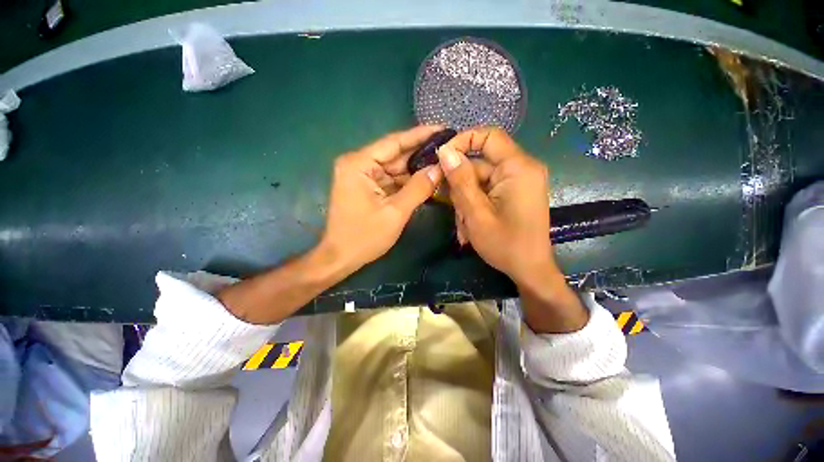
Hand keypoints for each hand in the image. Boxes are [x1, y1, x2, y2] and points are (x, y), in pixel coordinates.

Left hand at [320, 126, 443, 272]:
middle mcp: (359, 164)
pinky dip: (408, 182)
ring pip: (395, 169)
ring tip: (443, 165)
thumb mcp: (395, 213)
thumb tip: (440, 168)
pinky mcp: (367, 187)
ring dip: (416, 170)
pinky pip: (391, 180)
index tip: (443, 129)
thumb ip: (418, 188)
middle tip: (448, 150)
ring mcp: (362, 176)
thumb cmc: (364, 237)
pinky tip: (427, 181)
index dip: (420, 135)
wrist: (340, 257)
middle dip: (421, 155)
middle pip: (395, 155)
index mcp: (359, 164)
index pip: (394, 142)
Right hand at [437, 127, 552, 282]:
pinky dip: (474, 206)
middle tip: (454, 210)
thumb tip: (444, 151)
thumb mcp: (476, 213)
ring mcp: (517, 182)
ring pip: (479, 181)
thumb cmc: (505, 244)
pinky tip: (470, 226)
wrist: (529, 270)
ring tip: (465, 226)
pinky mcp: (513, 193)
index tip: (441, 159)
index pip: (489, 136)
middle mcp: (521, 169)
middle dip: (461, 187)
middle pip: (480, 164)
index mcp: (518, 168)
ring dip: (465, 201)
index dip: (462, 141)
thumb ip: (460, 180)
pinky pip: (486, 191)